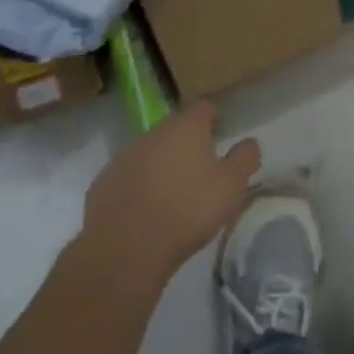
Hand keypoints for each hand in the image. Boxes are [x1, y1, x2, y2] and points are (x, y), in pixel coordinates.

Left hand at [82, 103, 260, 287]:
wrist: (127, 245)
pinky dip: (138, 185)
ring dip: (161, 164)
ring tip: (172, 193)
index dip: (213, 119)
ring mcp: (125, 156)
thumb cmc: (188, 209)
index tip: (220, 136)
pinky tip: (145, 210)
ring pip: (150, 152)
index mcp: (186, 127)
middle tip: (200, 169)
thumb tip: (249, 142)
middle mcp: (153, 133)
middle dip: (186, 143)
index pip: (203, 108)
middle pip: (174, 129)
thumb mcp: (231, 186)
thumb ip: (245, 159)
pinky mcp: (103, 181)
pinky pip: (128, 176)